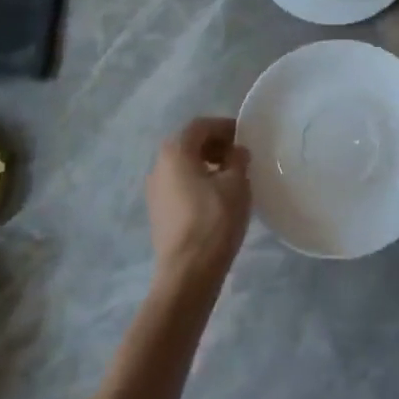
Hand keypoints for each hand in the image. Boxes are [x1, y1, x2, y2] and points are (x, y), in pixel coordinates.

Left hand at [147, 117, 250, 284]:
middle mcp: (158, 166)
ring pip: (183, 166)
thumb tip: (236, 152)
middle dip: (215, 145)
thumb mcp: (237, 183)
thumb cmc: (214, 220)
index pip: (200, 126)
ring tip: (231, 178)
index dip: (224, 127)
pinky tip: (216, 198)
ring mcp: (154, 191)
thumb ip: (238, 159)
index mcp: (175, 152)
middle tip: (239, 156)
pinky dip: (197, 182)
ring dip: (206, 164)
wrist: (187, 273)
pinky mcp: (158, 212)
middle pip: (188, 144)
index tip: (244, 137)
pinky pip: (179, 185)